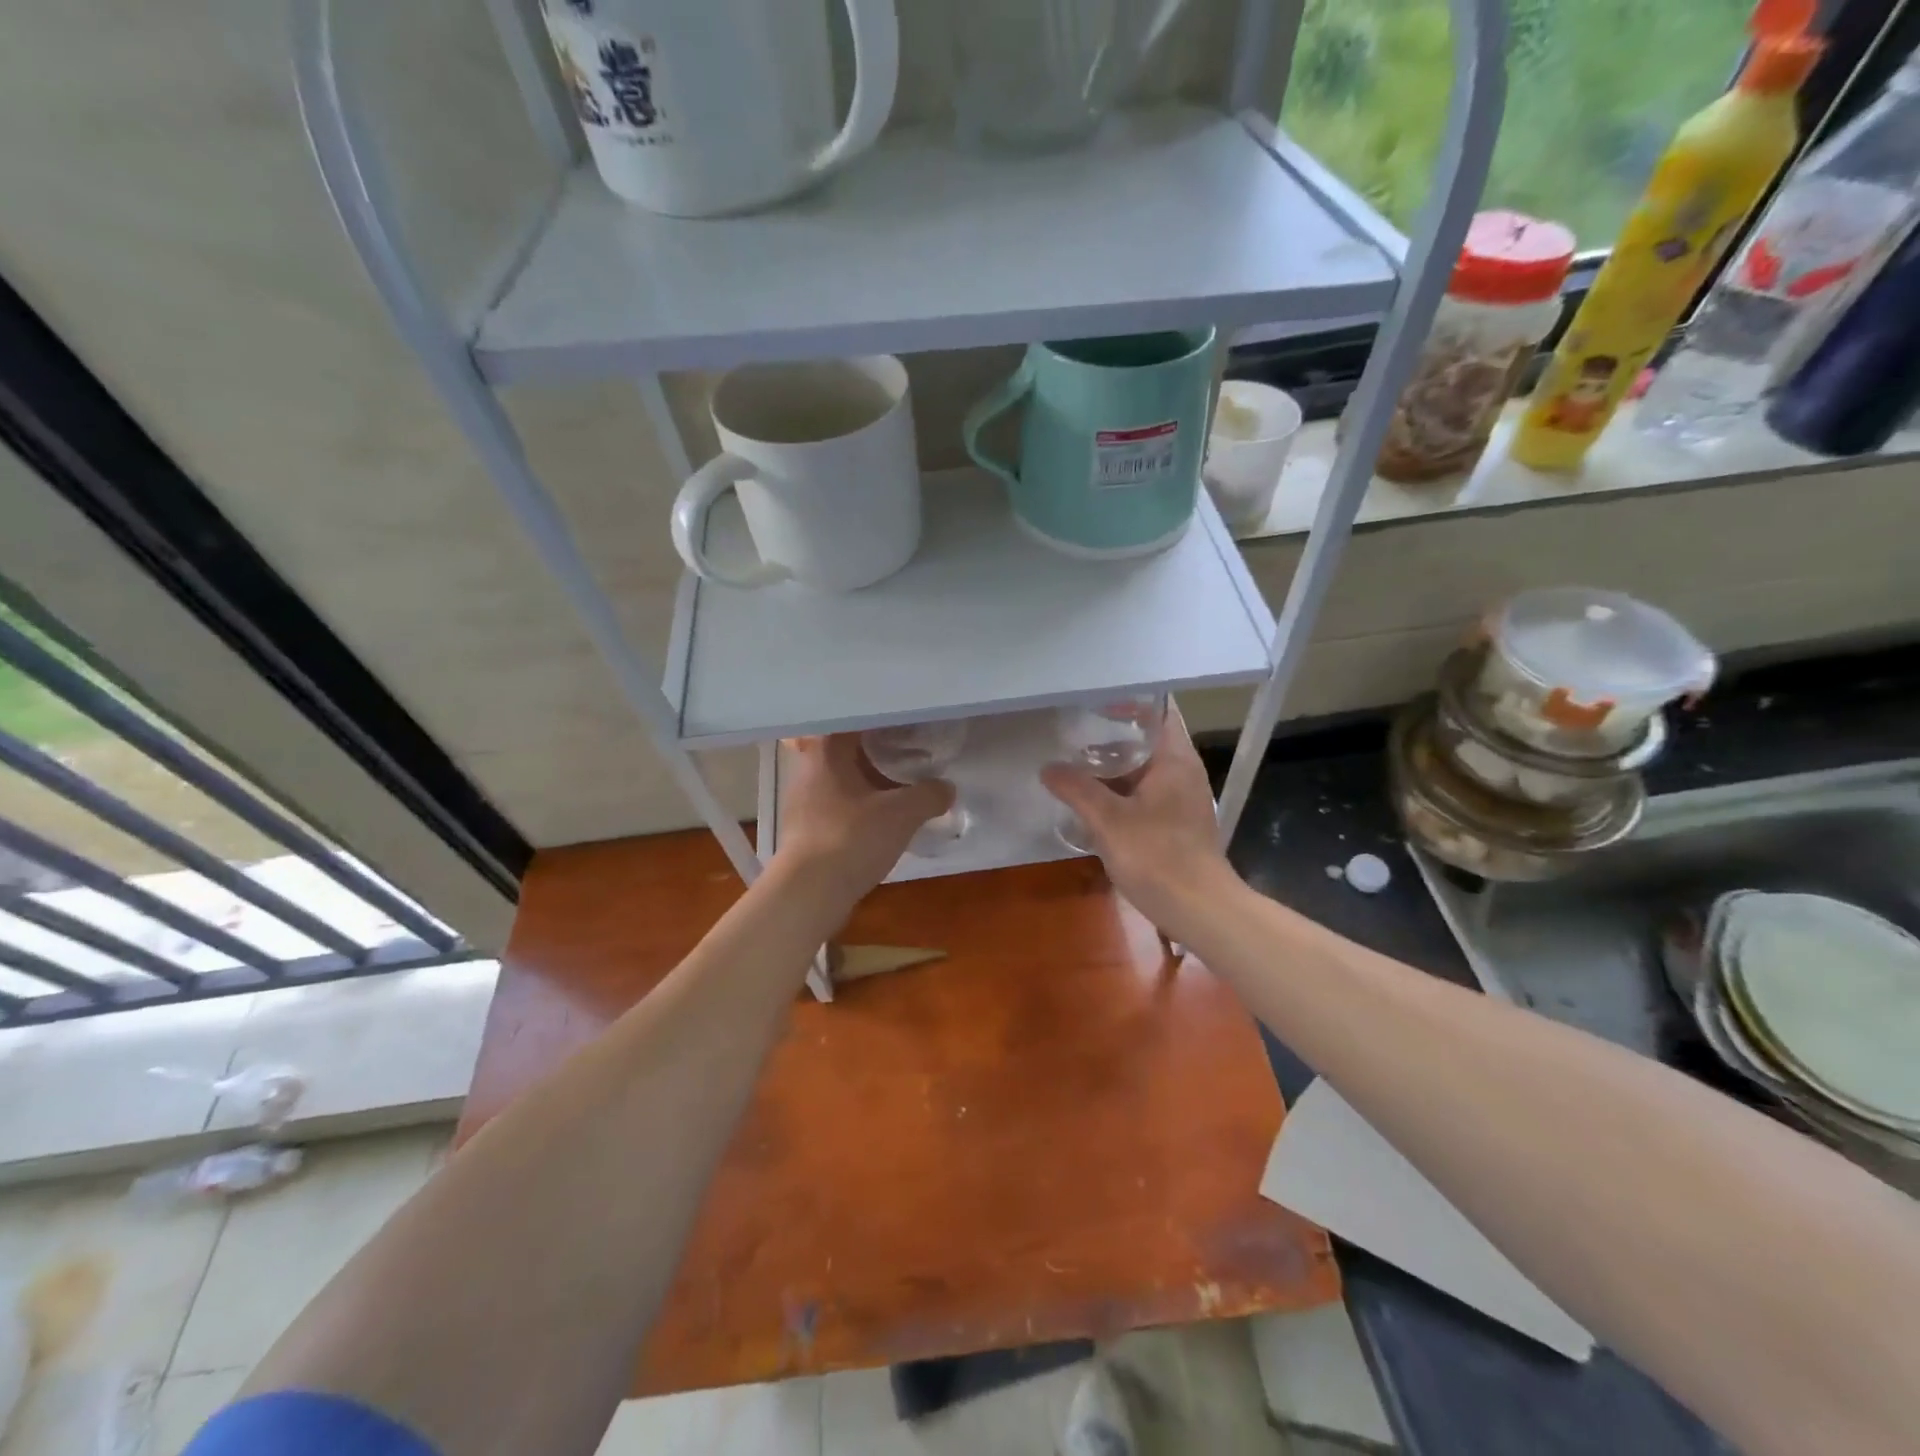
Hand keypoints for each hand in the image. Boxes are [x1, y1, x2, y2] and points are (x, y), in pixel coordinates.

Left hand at [773, 735, 953, 899]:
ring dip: (870, 778)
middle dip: (878, 748)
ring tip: (902, 781)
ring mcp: (804, 800)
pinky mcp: (807, 828)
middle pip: (848, 748)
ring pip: (843, 777)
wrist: (809, 893)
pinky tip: (883, 815)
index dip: (883, 718)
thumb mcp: (902, 814)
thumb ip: (929, 795)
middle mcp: (809, 768)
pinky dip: (861, 803)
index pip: (854, 719)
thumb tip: (947, 788)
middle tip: (911, 748)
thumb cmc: (852, 838)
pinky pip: (839, 803)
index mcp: (827, 751)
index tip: (908, 721)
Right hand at [1040, 703, 1240, 938]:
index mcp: (1175, 758)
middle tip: (1073, 724)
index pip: (1158, 709)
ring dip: (1114, 762)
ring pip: (1145, 766)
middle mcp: (1184, 770)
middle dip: (1112, 730)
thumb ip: (1077, 790)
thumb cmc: (1158, 857)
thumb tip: (1048, 768)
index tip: (1094, 696)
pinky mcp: (1176, 821)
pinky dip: (1121, 787)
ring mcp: (1182, 797)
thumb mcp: (1109, 821)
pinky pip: (1145, 790)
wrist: (1199, 909)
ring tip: (1075, 757)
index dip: (1129, 698)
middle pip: (1148, 736)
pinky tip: (1093, 796)